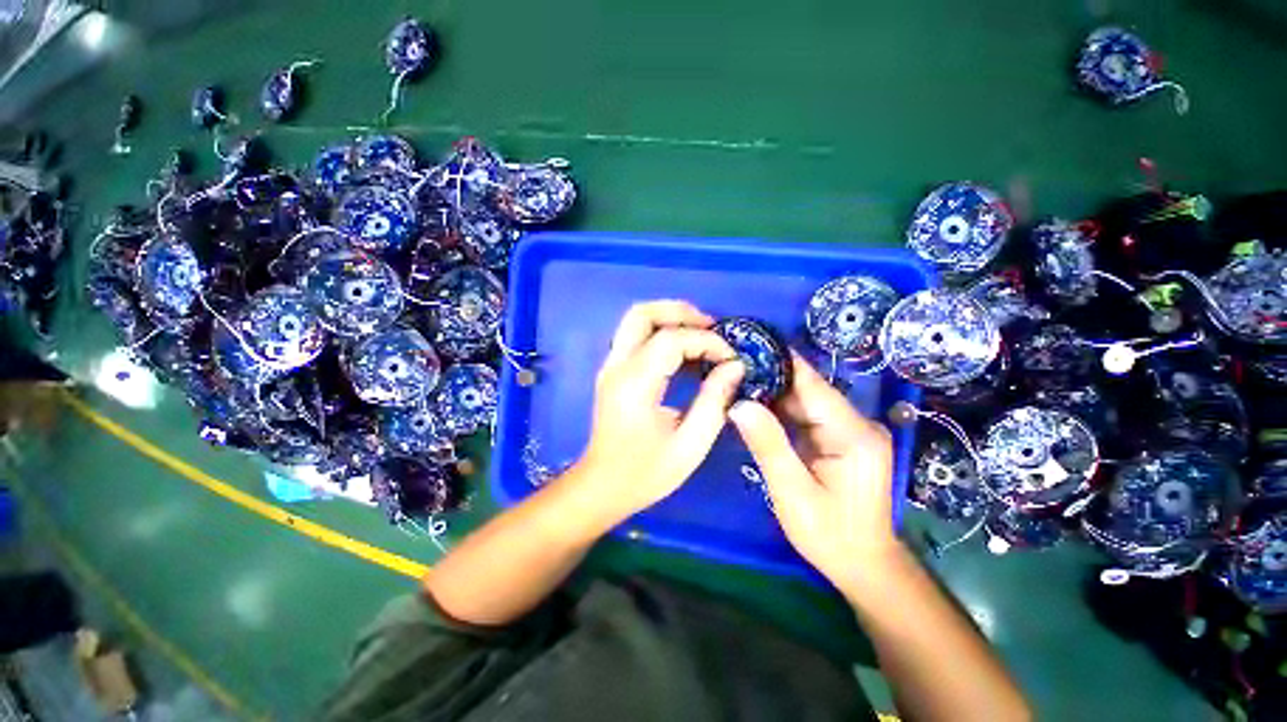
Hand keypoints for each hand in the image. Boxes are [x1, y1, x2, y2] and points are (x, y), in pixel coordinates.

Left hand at [573, 301, 744, 523]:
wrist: (602, 486)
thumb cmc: (646, 472)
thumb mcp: (690, 445)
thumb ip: (714, 401)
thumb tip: (735, 367)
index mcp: (635, 384)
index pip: (671, 340)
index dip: (706, 341)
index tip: (731, 358)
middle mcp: (617, 366)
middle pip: (642, 313)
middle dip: (680, 312)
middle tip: (712, 327)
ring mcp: (610, 366)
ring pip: (635, 319)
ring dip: (669, 317)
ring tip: (701, 334)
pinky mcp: (612, 371)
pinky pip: (635, 336)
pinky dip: (660, 331)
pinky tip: (683, 349)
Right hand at [729, 353, 899, 594]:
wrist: (863, 565)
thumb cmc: (830, 535)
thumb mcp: (793, 493)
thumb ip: (768, 445)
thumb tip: (739, 404)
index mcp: (852, 434)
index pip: (812, 384)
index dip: (780, 361)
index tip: (748, 345)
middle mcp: (856, 423)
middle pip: (808, 389)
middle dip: (770, 375)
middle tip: (732, 364)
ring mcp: (849, 430)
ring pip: (805, 400)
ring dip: (772, 391)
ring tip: (737, 378)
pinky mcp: (840, 438)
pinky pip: (806, 415)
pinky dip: (780, 409)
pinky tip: (756, 403)